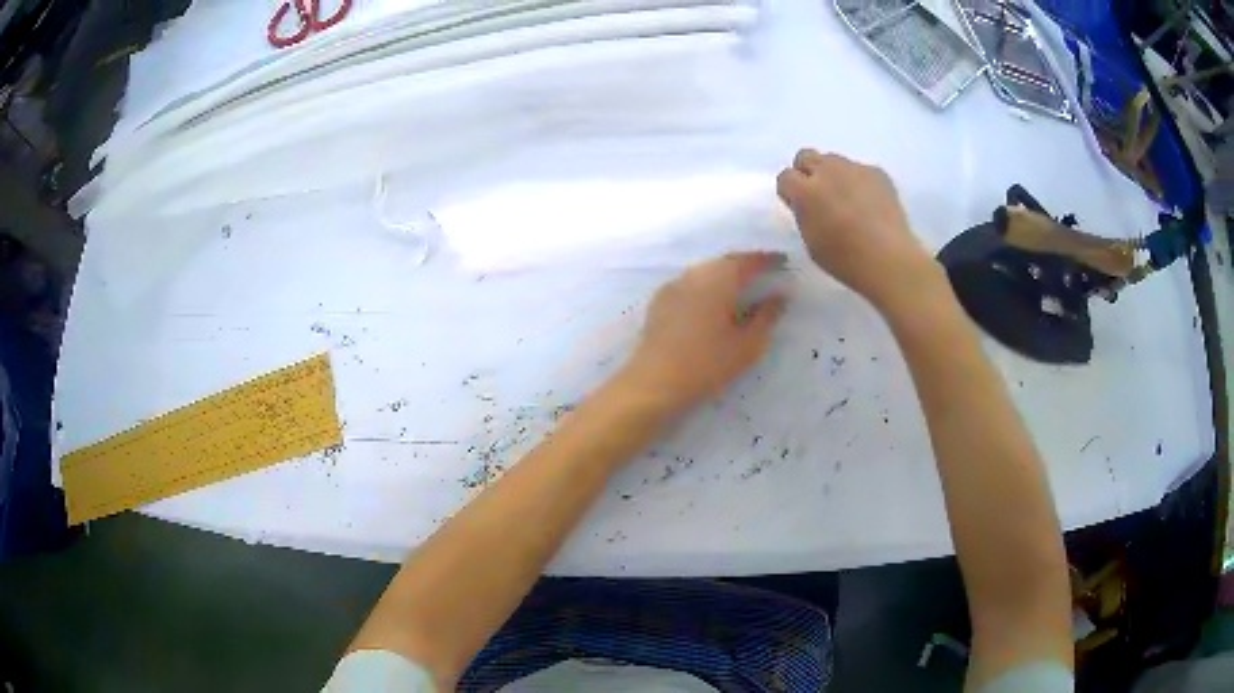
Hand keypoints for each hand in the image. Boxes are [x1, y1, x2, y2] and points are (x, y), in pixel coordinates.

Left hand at [623, 252, 786, 412]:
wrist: (654, 383)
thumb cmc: (707, 364)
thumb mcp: (748, 344)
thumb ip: (767, 316)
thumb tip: (781, 295)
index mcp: (719, 279)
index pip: (748, 261)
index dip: (767, 260)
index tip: (783, 261)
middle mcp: (695, 274)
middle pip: (725, 262)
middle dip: (746, 265)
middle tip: (765, 272)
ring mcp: (673, 286)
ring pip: (705, 272)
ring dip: (725, 275)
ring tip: (742, 287)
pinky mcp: (659, 301)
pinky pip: (690, 284)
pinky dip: (706, 287)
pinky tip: (711, 302)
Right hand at [776, 149, 942, 312]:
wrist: (889, 259)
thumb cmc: (845, 259)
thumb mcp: (810, 240)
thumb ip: (803, 213)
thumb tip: (806, 203)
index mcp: (805, 191)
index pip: (785, 177)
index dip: (791, 191)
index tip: (798, 205)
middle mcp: (826, 171)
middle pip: (806, 156)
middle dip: (808, 172)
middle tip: (819, 195)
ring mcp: (854, 168)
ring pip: (834, 161)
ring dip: (834, 175)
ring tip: (848, 199)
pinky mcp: (876, 172)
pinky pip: (860, 170)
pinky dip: (860, 182)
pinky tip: (870, 204)